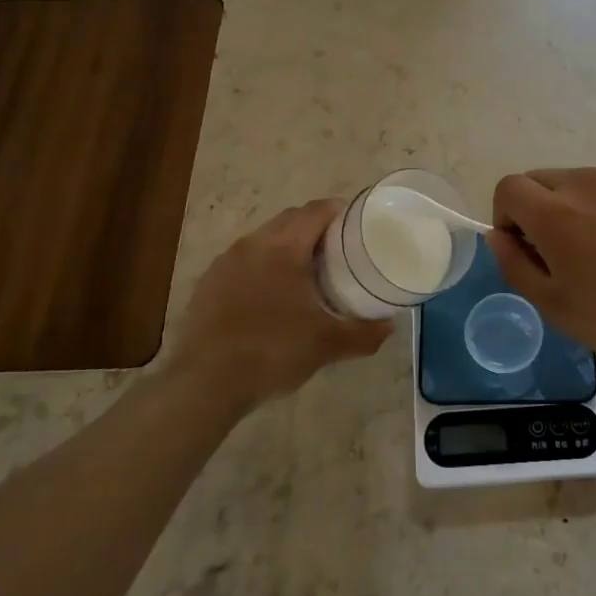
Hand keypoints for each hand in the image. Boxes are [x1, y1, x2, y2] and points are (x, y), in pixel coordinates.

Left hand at [161, 200, 391, 409]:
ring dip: (287, 245)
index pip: (316, 211)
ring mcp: (226, 262)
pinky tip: (271, 295)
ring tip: (306, 271)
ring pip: (264, 239)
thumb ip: (363, 333)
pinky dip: (263, 266)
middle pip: (290, 220)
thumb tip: (390, 326)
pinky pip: (243, 261)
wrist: (204, 384)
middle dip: (315, 227)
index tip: (358, 223)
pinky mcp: (208, 283)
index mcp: (284, 247)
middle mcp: (253, 244)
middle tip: (338, 249)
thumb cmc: (272, 352)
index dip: (340, 211)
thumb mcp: (326, 345)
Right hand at [486, 168, 595, 378]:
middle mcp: (584, 184)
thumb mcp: (556, 306)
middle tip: (553, 258)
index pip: (508, 188)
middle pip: (536, 180)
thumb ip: (515, 265)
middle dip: (531, 212)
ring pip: (568, 183)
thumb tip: (499, 236)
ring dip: (562, 209)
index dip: (505, 218)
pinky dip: (591, 209)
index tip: (524, 252)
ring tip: (588, 256)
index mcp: (556, 212)